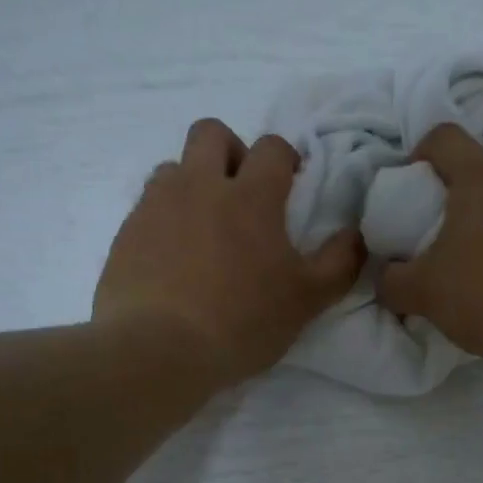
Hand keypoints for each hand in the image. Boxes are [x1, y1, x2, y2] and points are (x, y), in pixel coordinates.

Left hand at [94, 119, 362, 388]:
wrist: (157, 348)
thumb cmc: (242, 321)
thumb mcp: (307, 300)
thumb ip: (339, 263)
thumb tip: (356, 235)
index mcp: (251, 196)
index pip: (272, 147)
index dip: (285, 159)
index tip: (290, 186)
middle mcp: (200, 185)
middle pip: (212, 133)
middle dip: (232, 152)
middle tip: (243, 194)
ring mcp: (157, 205)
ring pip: (175, 167)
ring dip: (194, 183)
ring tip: (205, 228)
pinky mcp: (126, 231)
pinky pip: (148, 206)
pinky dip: (166, 218)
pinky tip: (175, 258)